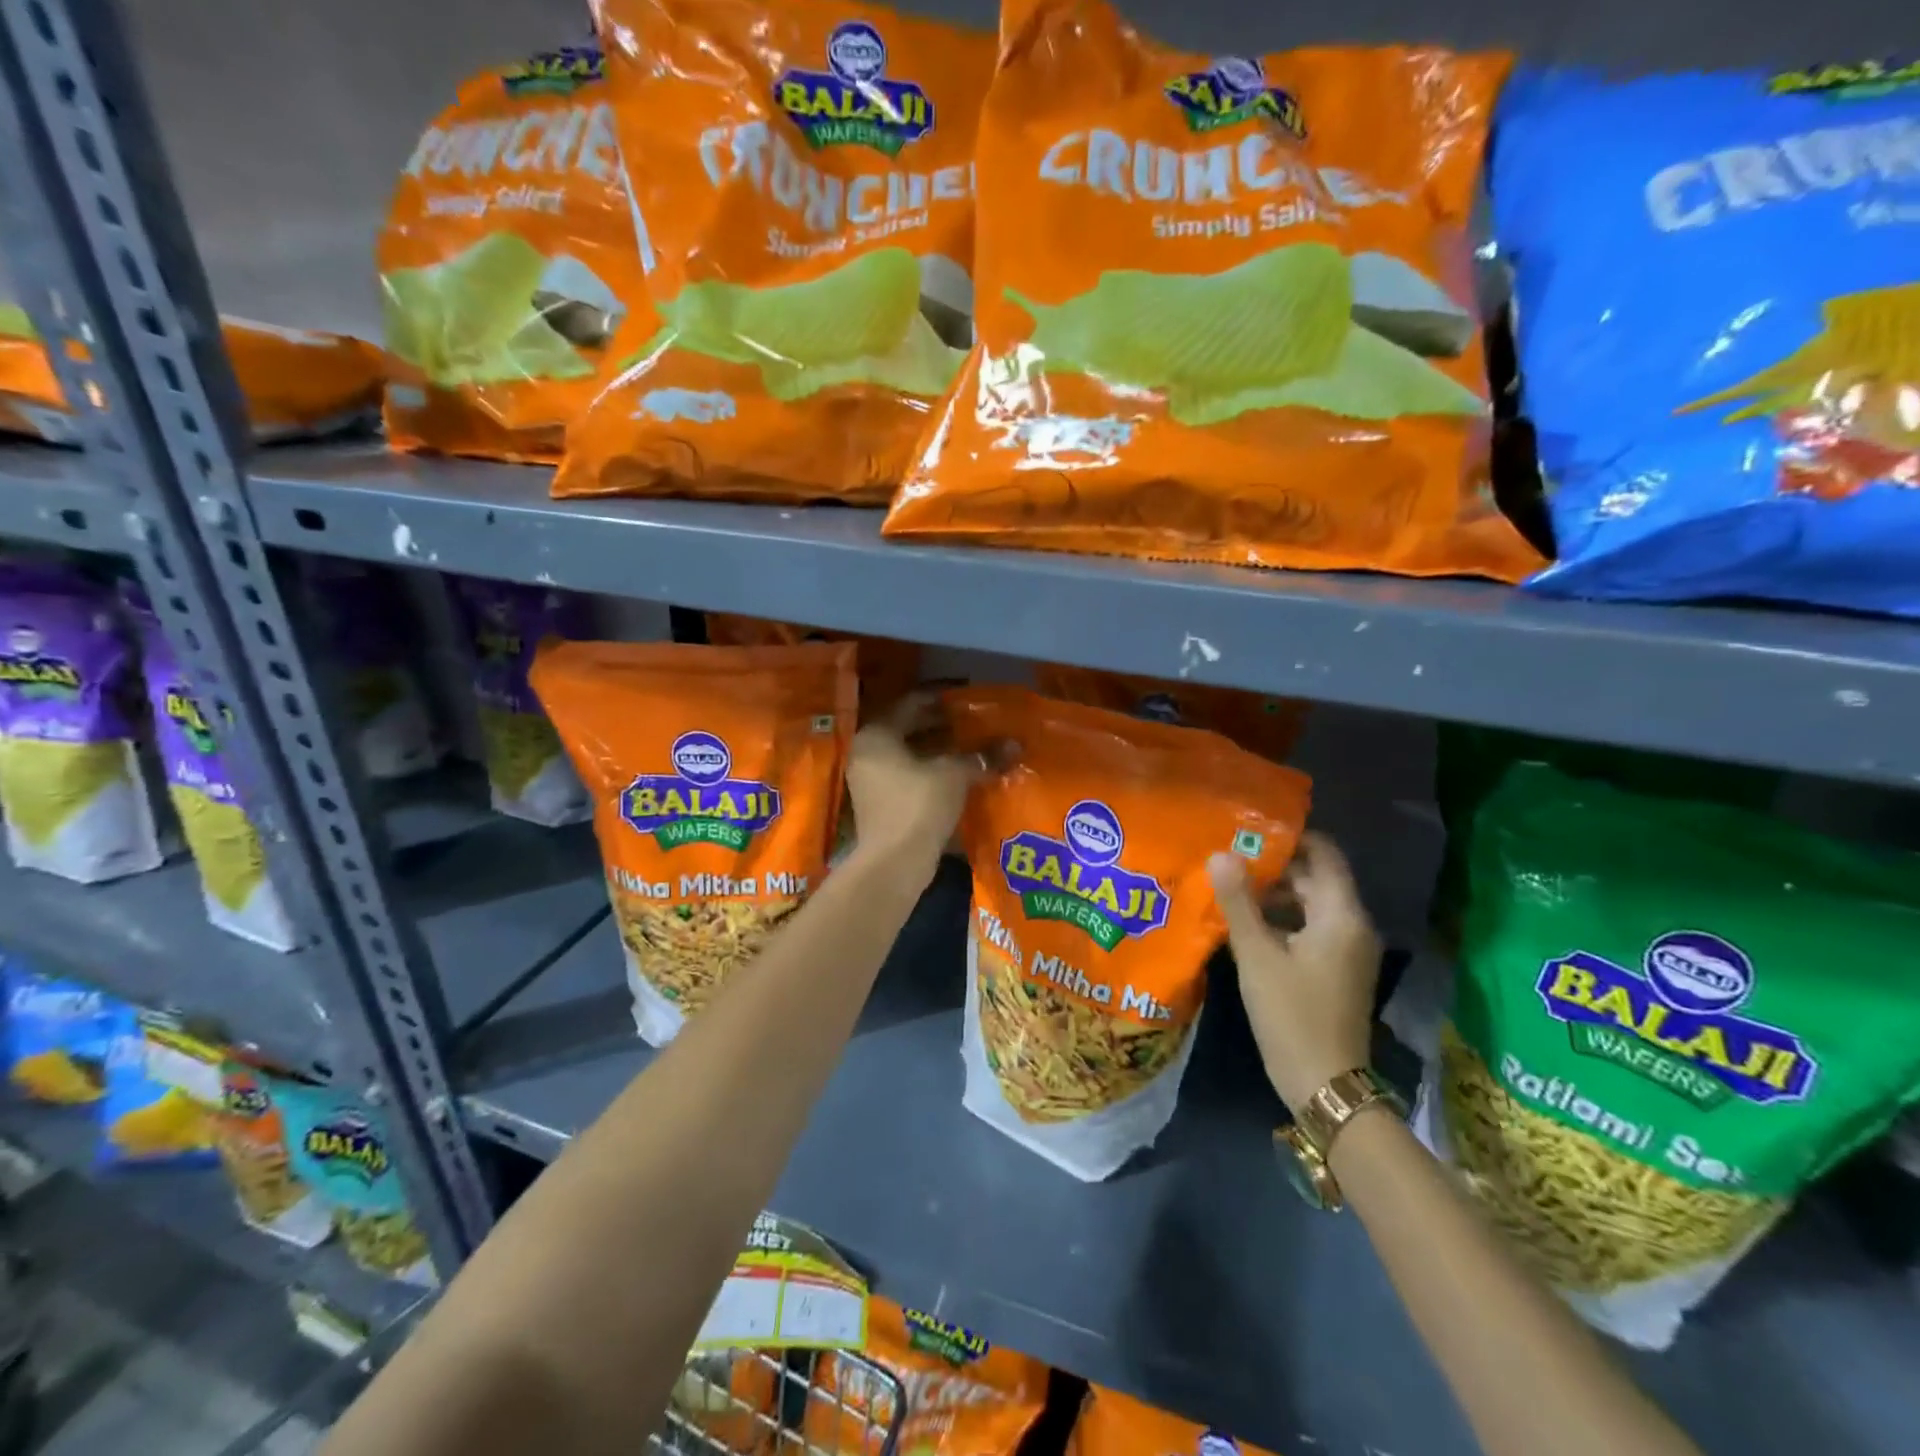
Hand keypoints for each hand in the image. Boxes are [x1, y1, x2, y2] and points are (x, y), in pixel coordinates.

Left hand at [844, 694, 992, 883]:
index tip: (967, 697)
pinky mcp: (881, 804)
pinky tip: (960, 774)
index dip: (942, 699)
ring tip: (972, 747)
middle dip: (942, 726)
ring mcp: (870, 780)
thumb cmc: (919, 805)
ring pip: (910, 755)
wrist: (894, 863)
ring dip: (939, 750)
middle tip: (974, 722)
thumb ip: (981, 755)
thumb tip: (1014, 744)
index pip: (911, 704)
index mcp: (877, 735)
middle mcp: (867, 753)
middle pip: (909, 729)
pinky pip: (908, 776)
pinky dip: (932, 771)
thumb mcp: (954, 774)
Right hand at [1209, 833, 1381, 1112]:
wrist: (1325, 1085)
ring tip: (1227, 889)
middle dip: (1272, 867)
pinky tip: (1244, 926)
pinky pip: (1308, 928)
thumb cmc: (1291, 1014)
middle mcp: (1352, 925)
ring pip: (1308, 904)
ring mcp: (1347, 950)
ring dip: (1272, 895)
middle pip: (1313, 879)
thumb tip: (1220, 853)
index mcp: (1341, 915)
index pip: (1324, 854)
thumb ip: (1237, 902)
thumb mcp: (1257, 955)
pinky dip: (1280, 920)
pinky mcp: (1336, 969)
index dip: (1289, 838)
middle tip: (1226, 859)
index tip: (1247, 832)